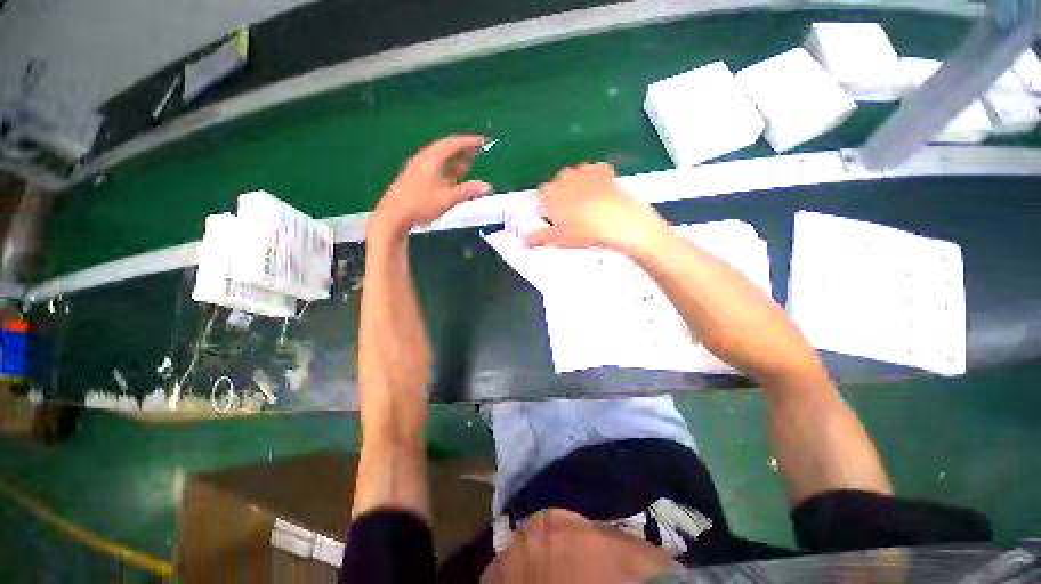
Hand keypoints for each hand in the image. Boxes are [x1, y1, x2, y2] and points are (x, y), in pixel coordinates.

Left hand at [370, 135, 491, 237]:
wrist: (393, 215)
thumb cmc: (421, 205)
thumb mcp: (448, 198)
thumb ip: (468, 191)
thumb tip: (487, 186)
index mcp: (432, 158)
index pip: (453, 143)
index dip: (470, 141)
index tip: (483, 141)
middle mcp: (424, 159)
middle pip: (447, 149)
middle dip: (464, 149)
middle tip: (478, 151)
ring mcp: (419, 167)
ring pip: (441, 159)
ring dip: (456, 160)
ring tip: (470, 163)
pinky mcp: (416, 177)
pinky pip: (436, 167)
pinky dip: (448, 169)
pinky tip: (454, 177)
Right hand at [526, 163, 668, 254]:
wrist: (619, 222)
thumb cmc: (586, 231)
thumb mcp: (560, 238)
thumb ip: (540, 237)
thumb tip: (527, 239)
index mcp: (551, 194)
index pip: (541, 196)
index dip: (546, 208)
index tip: (552, 218)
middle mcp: (565, 179)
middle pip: (557, 183)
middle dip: (561, 195)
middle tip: (570, 213)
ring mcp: (585, 172)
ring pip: (575, 175)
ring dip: (577, 185)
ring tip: (584, 203)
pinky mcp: (604, 171)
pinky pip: (595, 170)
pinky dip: (595, 177)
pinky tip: (599, 191)